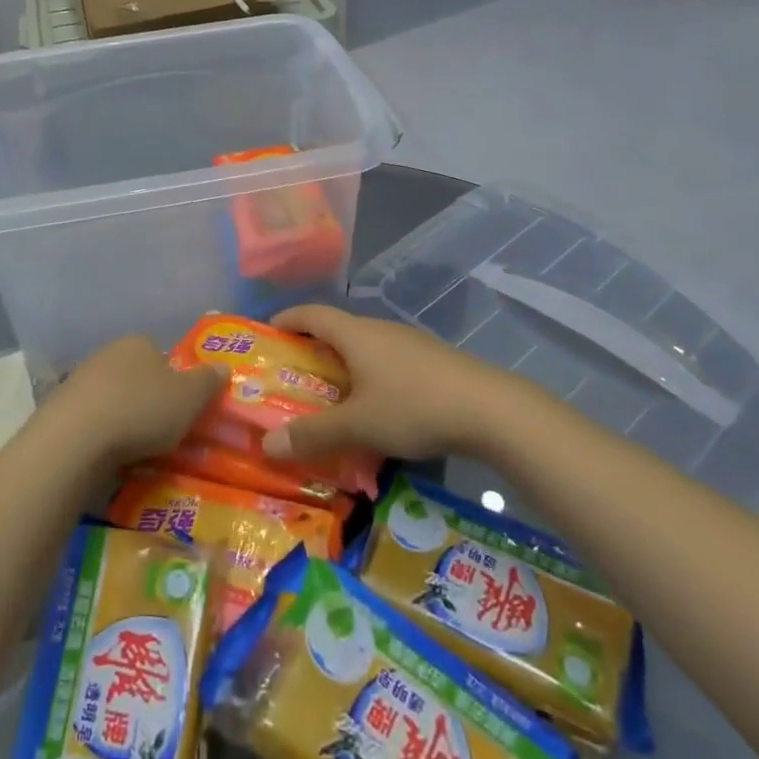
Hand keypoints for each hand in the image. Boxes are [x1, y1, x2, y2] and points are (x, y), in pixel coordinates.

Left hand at [46, 335, 227, 469]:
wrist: (74, 439)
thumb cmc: (141, 410)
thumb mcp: (190, 397)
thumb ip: (208, 381)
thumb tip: (224, 367)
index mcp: (139, 343)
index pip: (162, 357)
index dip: (175, 382)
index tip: (181, 410)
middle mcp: (107, 353)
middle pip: (136, 377)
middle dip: (147, 401)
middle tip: (161, 433)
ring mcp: (79, 380)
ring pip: (112, 399)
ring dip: (122, 420)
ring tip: (135, 451)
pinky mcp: (59, 409)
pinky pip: (90, 421)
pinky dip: (100, 436)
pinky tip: (107, 457)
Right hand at [260, 306, 496, 463]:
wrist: (491, 410)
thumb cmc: (413, 407)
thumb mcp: (358, 425)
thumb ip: (313, 434)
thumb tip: (267, 444)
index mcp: (356, 334)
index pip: (312, 314)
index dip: (287, 319)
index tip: (267, 331)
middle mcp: (380, 330)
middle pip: (337, 330)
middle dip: (312, 349)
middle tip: (291, 375)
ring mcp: (409, 344)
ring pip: (365, 348)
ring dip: (343, 366)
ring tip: (330, 396)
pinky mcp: (432, 362)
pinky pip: (387, 363)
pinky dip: (369, 378)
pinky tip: (376, 408)